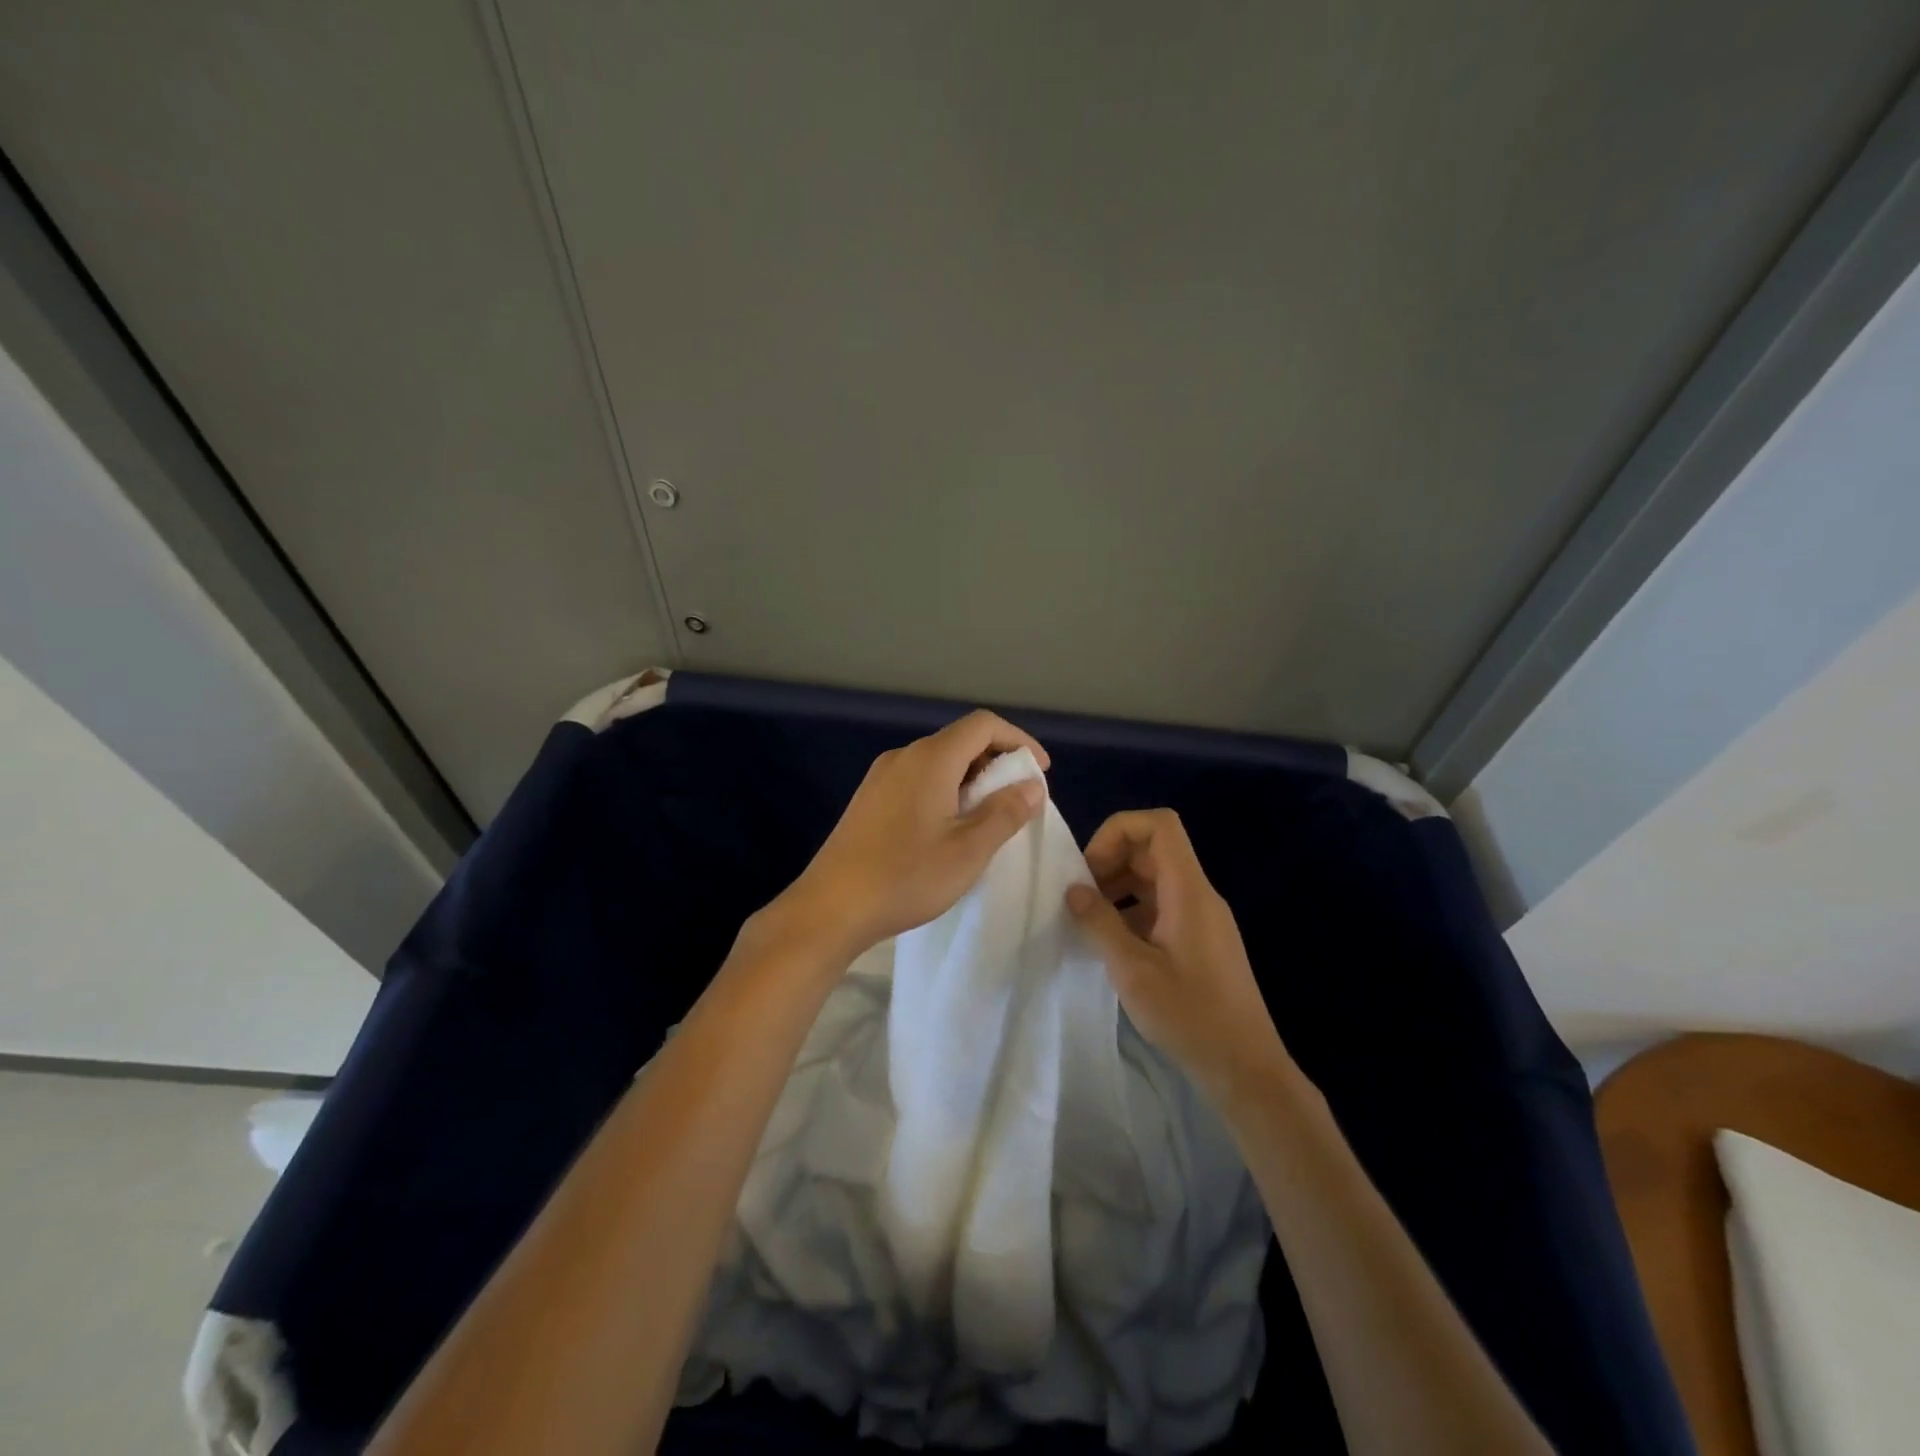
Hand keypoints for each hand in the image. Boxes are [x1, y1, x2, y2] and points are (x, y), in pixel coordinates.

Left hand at [778, 710, 1050, 959]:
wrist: (831, 906)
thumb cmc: (906, 876)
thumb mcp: (968, 850)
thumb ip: (1005, 812)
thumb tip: (1031, 785)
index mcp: (931, 759)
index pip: (983, 725)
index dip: (1019, 740)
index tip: (1040, 772)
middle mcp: (904, 756)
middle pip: (960, 740)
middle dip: (997, 761)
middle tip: (1018, 799)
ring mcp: (881, 777)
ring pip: (938, 761)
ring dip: (971, 779)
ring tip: (988, 817)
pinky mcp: (869, 799)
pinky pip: (918, 779)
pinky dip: (945, 790)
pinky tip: (948, 828)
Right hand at [1066, 809, 1285, 1103]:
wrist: (1246, 1069)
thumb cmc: (1191, 1016)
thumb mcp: (1133, 970)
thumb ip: (1100, 923)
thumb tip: (1073, 889)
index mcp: (1189, 891)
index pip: (1159, 826)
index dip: (1119, 831)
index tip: (1091, 868)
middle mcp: (1199, 895)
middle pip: (1154, 849)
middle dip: (1112, 861)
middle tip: (1082, 896)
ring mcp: (1202, 918)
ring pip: (1156, 878)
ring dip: (1120, 887)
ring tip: (1091, 921)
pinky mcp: (1201, 941)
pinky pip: (1163, 906)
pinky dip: (1133, 911)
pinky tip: (1113, 943)